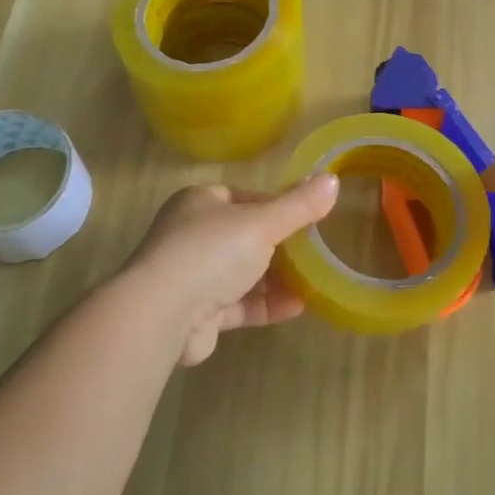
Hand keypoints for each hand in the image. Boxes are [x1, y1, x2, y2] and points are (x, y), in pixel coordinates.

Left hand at [123, 175, 339, 366]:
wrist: (162, 314)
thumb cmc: (211, 252)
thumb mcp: (263, 222)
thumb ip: (299, 205)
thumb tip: (333, 180)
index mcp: (199, 202)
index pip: (244, 198)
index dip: (276, 206)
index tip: (306, 218)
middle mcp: (191, 236)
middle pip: (244, 237)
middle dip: (280, 246)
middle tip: (315, 253)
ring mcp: (191, 276)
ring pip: (242, 273)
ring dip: (276, 279)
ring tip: (314, 282)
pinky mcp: (196, 314)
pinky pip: (238, 305)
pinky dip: (266, 305)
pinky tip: (297, 307)